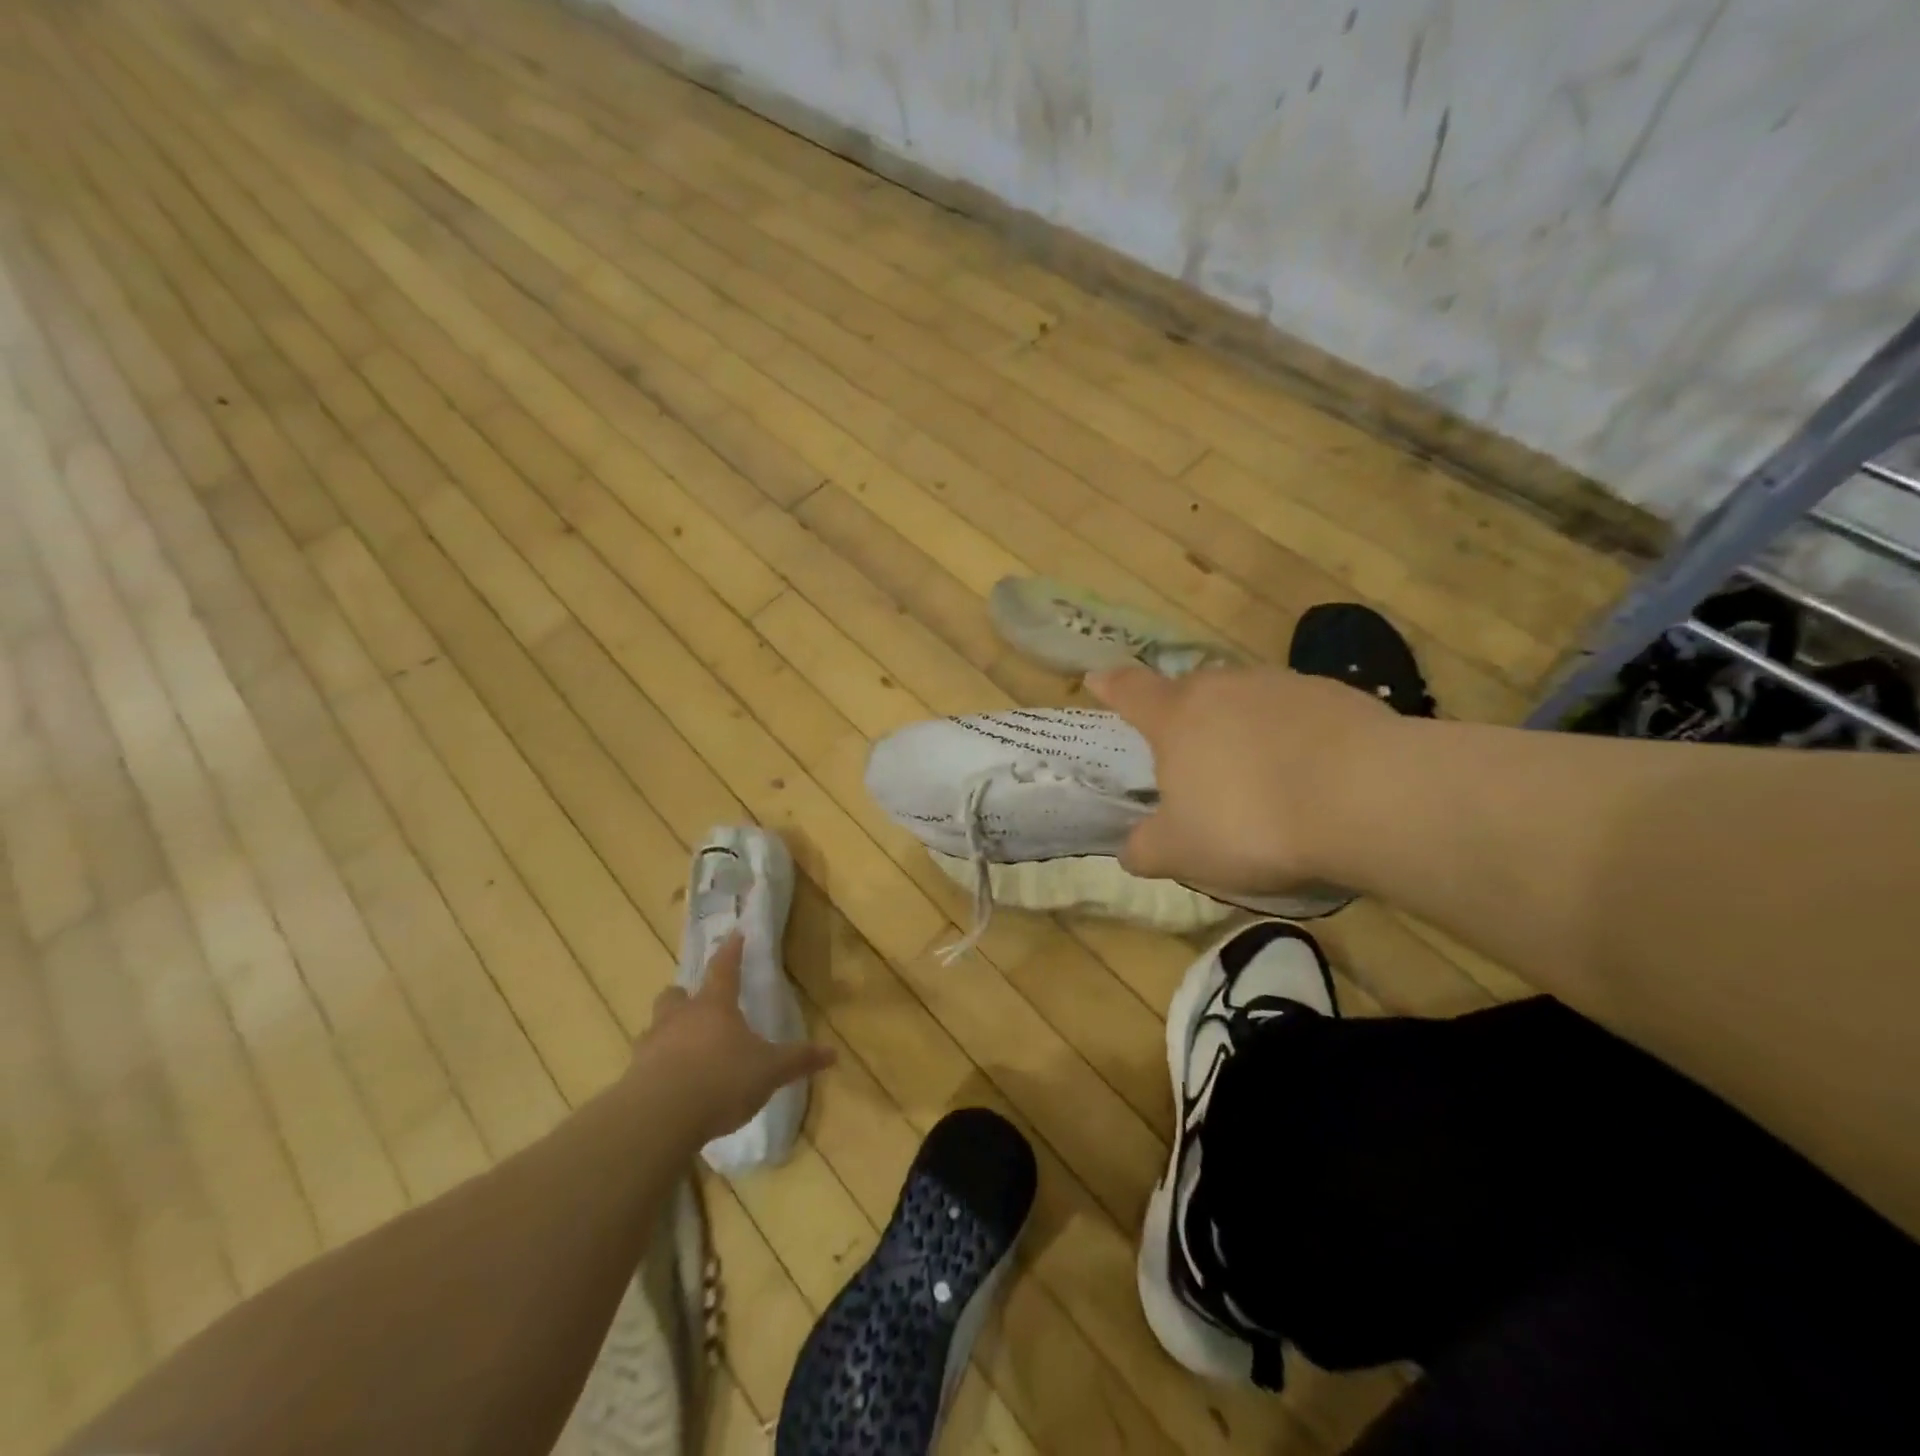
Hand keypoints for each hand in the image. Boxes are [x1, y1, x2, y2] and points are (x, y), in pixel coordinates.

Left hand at [638, 934, 834, 1143]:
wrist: (659, 1118)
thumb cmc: (721, 1080)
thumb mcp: (769, 1071)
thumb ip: (798, 1060)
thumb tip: (833, 1053)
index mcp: (714, 1006)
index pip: (724, 969)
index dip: (732, 951)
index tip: (735, 934)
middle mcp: (679, 1018)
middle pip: (676, 996)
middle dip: (685, 996)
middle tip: (696, 1005)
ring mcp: (651, 1046)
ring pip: (655, 1027)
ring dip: (667, 1033)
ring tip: (681, 1049)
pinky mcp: (632, 1078)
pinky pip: (645, 1064)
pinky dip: (656, 1069)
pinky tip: (669, 1087)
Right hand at [1088, 663, 1404, 895]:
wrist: (1366, 797)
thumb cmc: (1250, 821)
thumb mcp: (1183, 852)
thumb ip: (1146, 849)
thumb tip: (1130, 850)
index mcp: (1176, 717)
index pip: (1131, 691)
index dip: (1111, 686)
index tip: (1097, 678)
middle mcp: (1223, 687)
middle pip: (1191, 692)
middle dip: (1185, 715)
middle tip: (1192, 755)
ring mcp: (1281, 685)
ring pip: (1246, 700)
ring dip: (1242, 727)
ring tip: (1258, 774)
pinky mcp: (1335, 694)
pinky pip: (1297, 713)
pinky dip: (1292, 736)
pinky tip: (1310, 774)